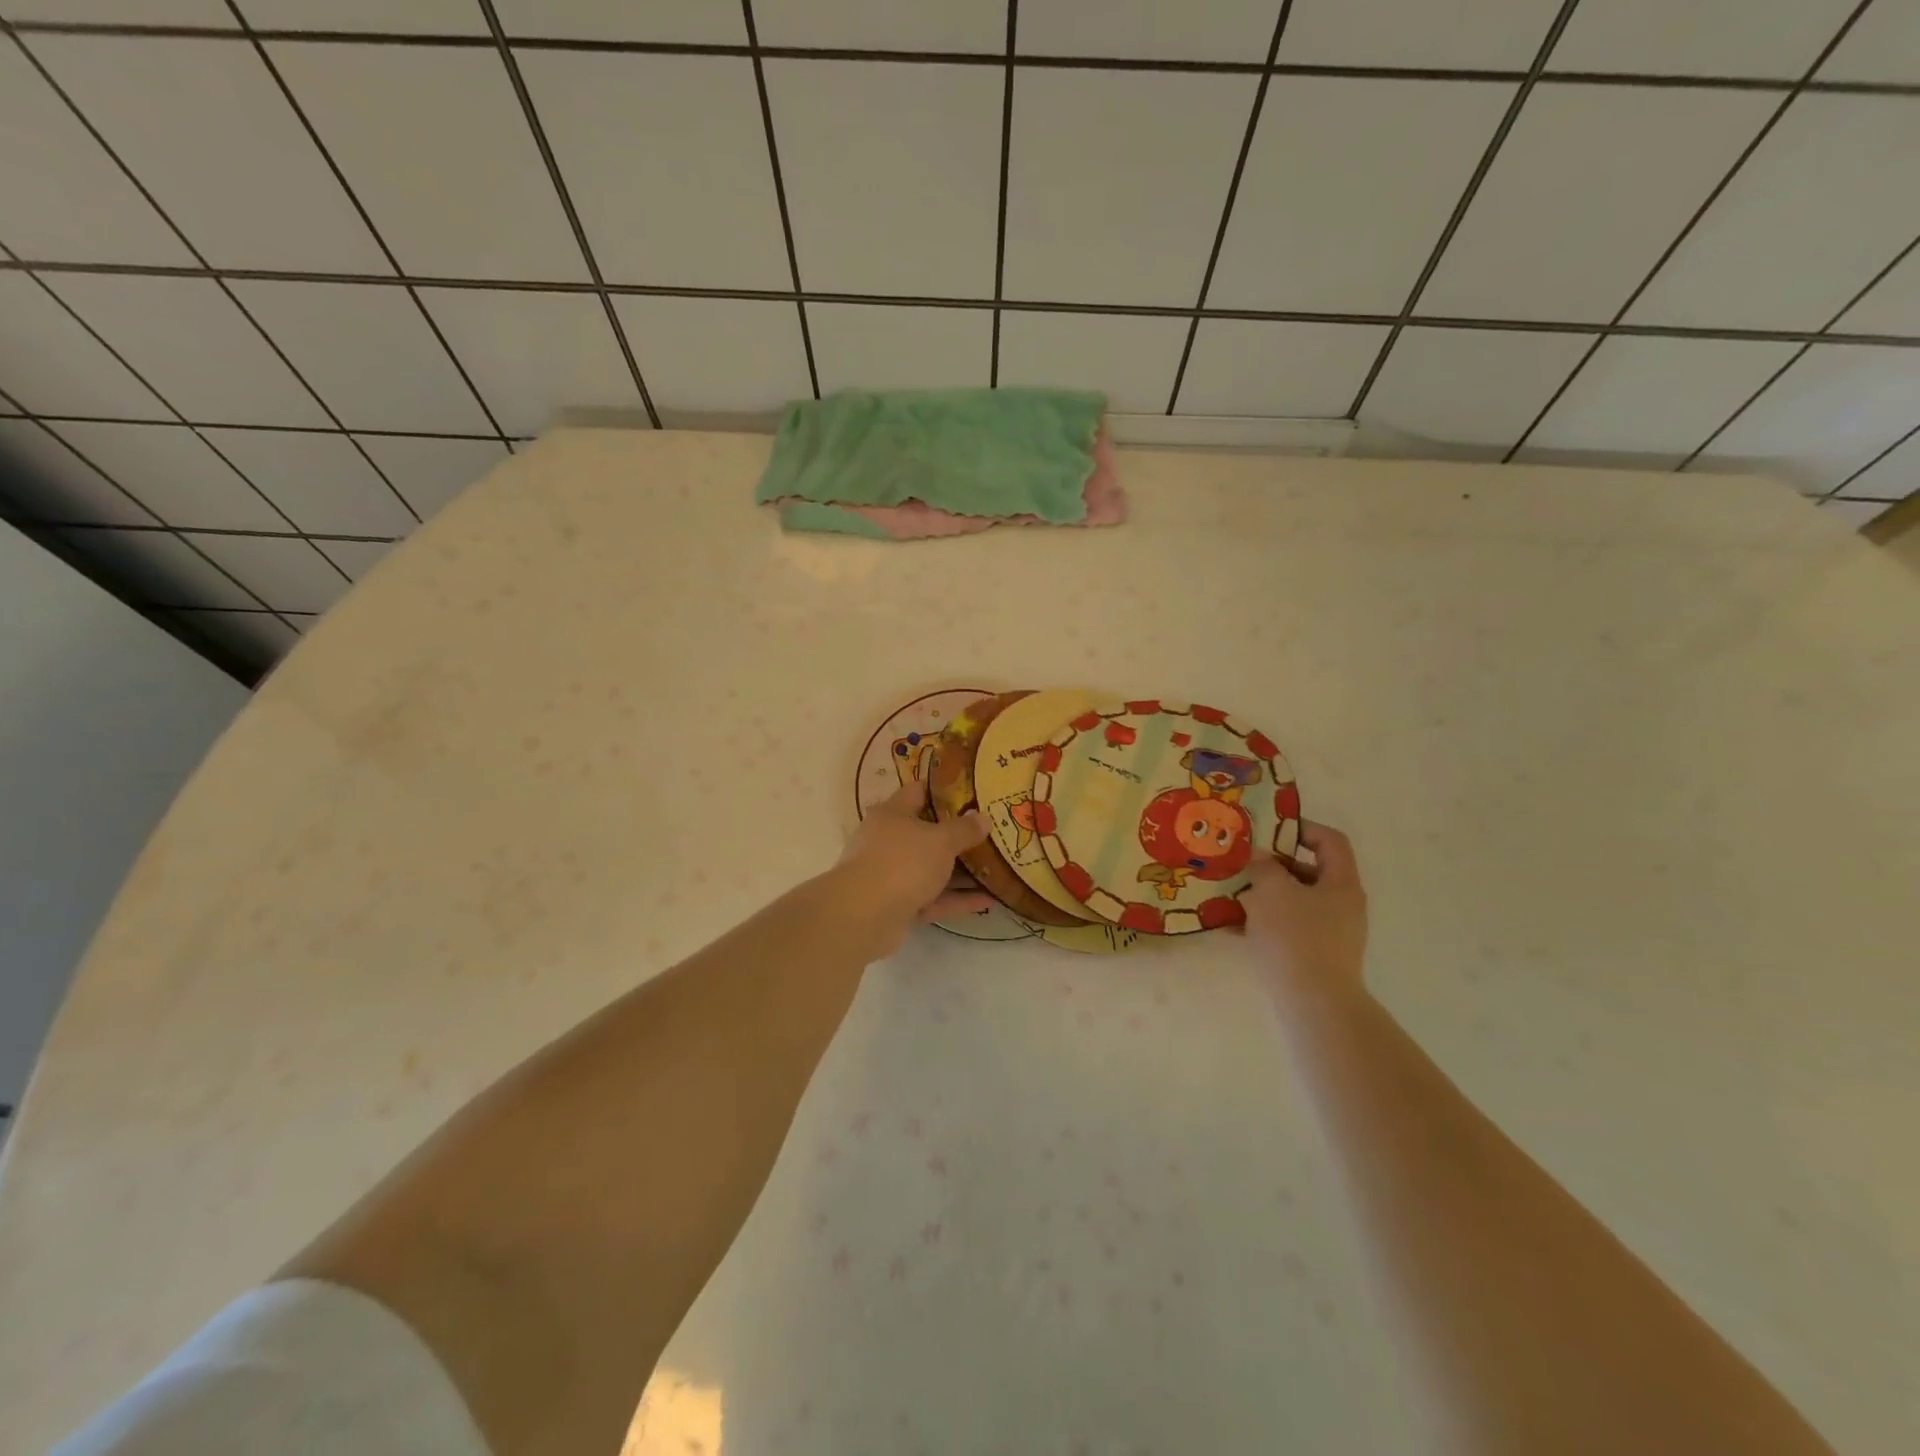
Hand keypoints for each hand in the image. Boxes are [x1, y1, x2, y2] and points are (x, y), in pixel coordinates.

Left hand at [830, 778, 994, 954]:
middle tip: (990, 832)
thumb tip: (983, 817)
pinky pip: (933, 898)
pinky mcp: (898, 906)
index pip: (918, 792)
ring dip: (961, 871)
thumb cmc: (902, 862)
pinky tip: (989, 900)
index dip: (944, 790)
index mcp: (892, 814)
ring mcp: (892, 875)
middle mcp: (888, 841)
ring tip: (996, 868)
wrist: (864, 916)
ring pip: (931, 869)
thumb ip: (964, 829)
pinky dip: (957, 899)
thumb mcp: (940, 840)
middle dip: (957, 835)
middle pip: (926, 833)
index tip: (972, 792)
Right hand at [1242, 822, 1368, 1010]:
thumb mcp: (1272, 891)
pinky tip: (1232, 928)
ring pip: (1294, 901)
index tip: (1268, 832)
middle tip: (1243, 864)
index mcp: (1341, 883)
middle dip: (1273, 866)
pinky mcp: (1315, 956)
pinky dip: (1263, 923)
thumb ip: (1264, 867)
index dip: (1301, 829)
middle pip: (1309, 871)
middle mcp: (1342, 905)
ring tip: (1231, 895)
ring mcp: (1331, 933)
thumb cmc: (1296, 936)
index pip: (1330, 841)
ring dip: (1263, 895)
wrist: (1314, 1002)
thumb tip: (1259, 857)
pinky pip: (1287, 928)